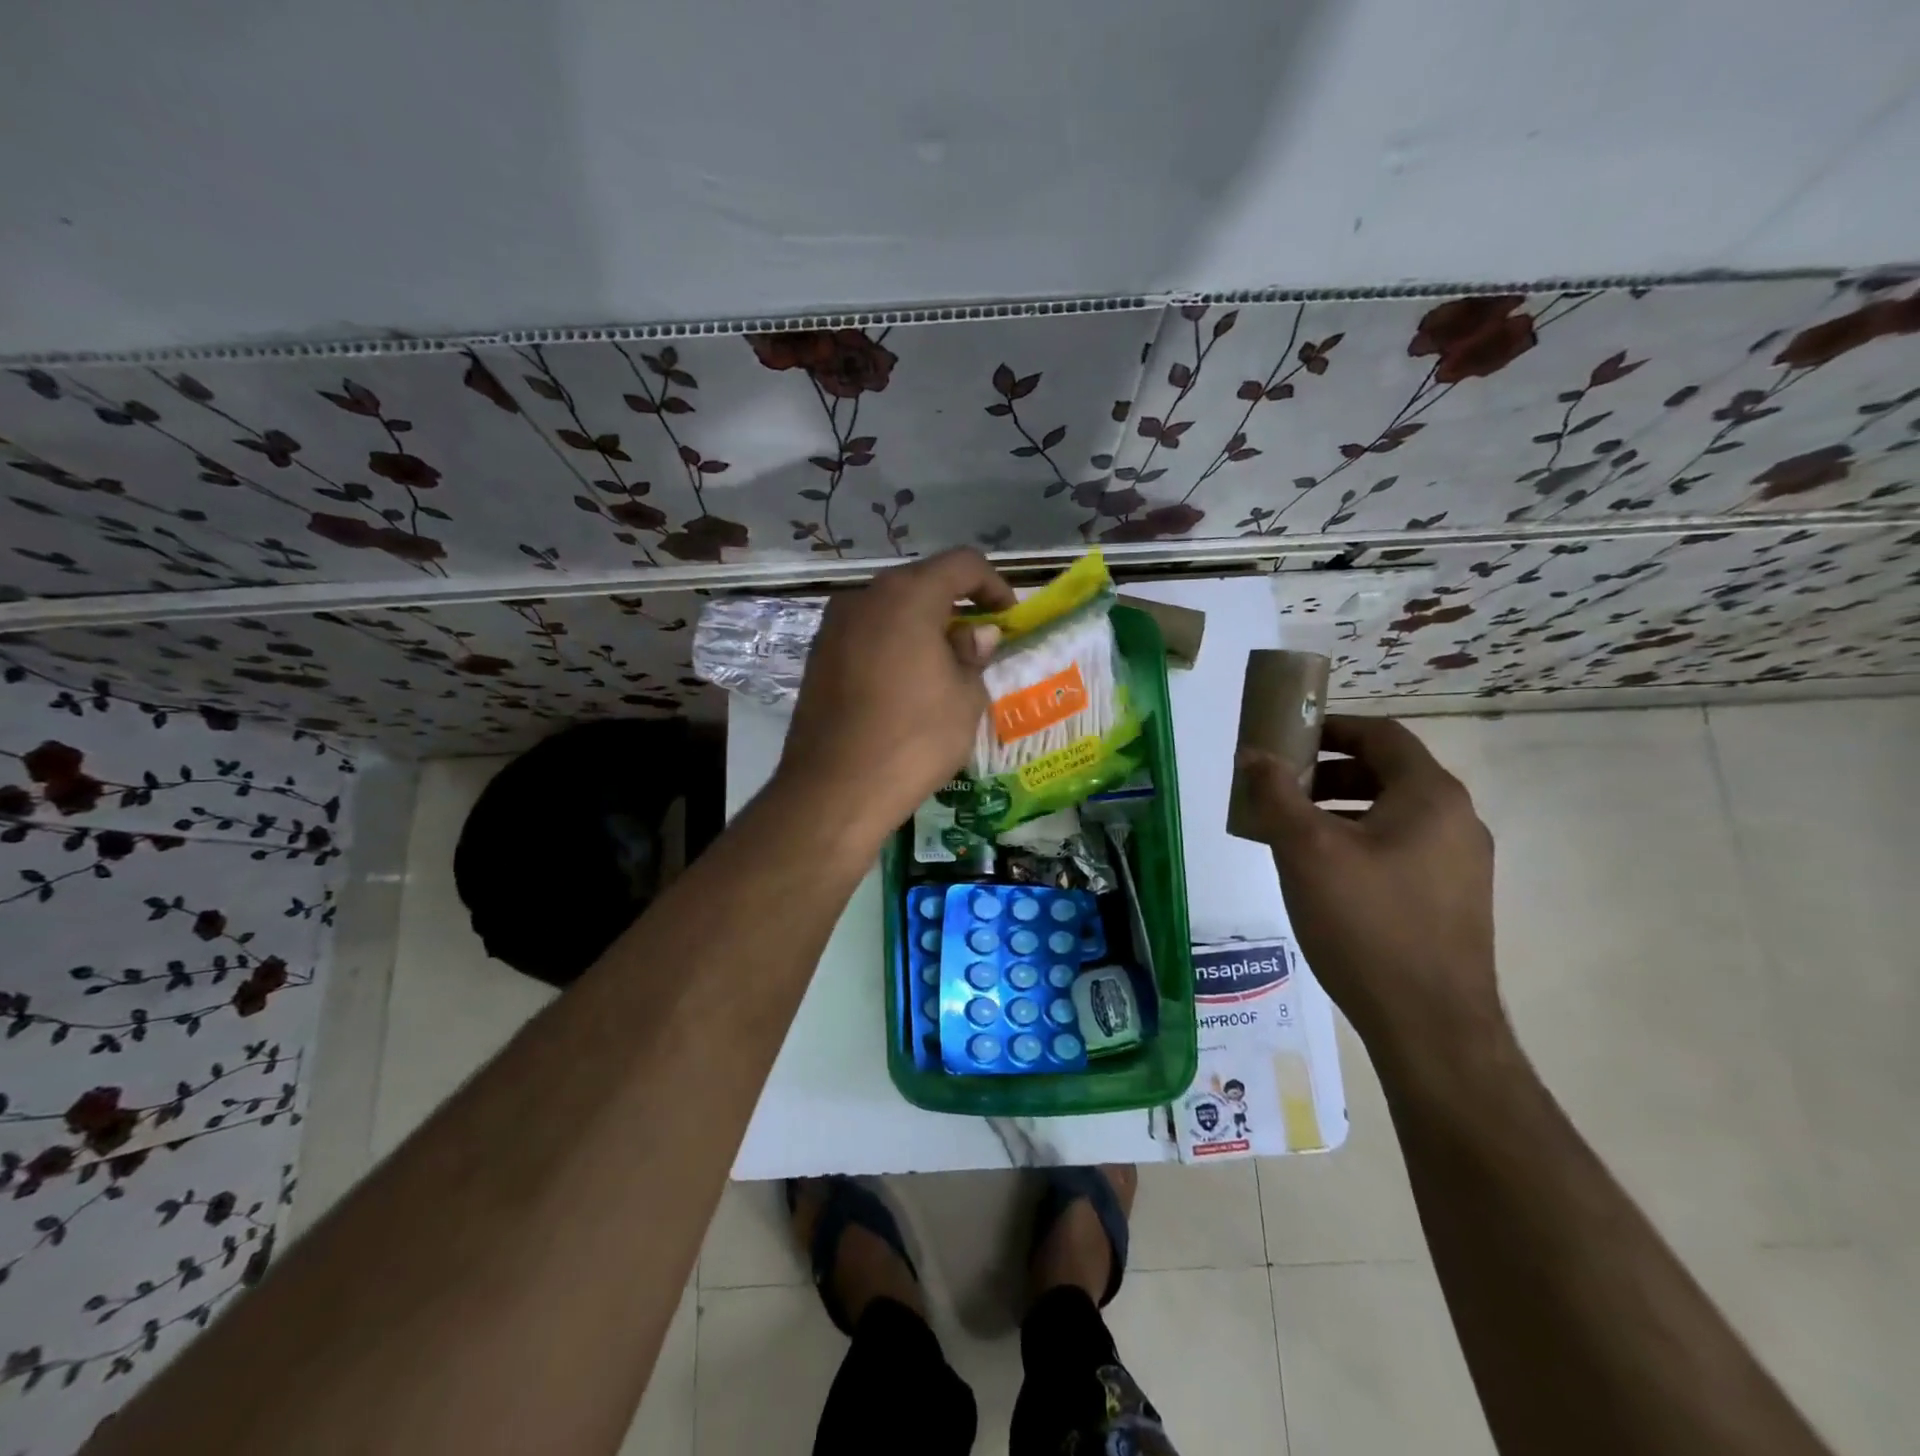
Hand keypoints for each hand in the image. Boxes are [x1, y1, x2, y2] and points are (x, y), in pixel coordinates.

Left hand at [776, 548, 1014, 846]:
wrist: (835, 789)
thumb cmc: (914, 738)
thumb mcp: (965, 697)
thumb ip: (974, 654)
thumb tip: (976, 635)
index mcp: (907, 595)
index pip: (962, 564)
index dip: (994, 585)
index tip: (1008, 620)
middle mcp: (864, 597)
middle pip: (921, 583)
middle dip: (956, 606)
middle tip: (978, 645)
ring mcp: (833, 626)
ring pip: (890, 610)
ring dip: (922, 627)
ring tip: (943, 668)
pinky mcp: (817, 657)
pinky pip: (866, 636)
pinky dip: (893, 646)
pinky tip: (905, 685)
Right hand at [1235, 716, 1503, 1057]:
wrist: (1430, 1026)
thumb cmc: (1366, 923)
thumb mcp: (1306, 850)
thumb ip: (1275, 793)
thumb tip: (1253, 755)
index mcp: (1431, 796)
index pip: (1381, 734)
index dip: (1330, 727)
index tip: (1286, 738)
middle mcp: (1456, 821)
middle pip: (1385, 773)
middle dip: (1325, 774)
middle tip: (1279, 789)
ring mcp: (1460, 864)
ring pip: (1390, 815)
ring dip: (1337, 811)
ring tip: (1290, 834)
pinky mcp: (1451, 901)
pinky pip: (1399, 850)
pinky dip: (1357, 843)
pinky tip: (1322, 876)